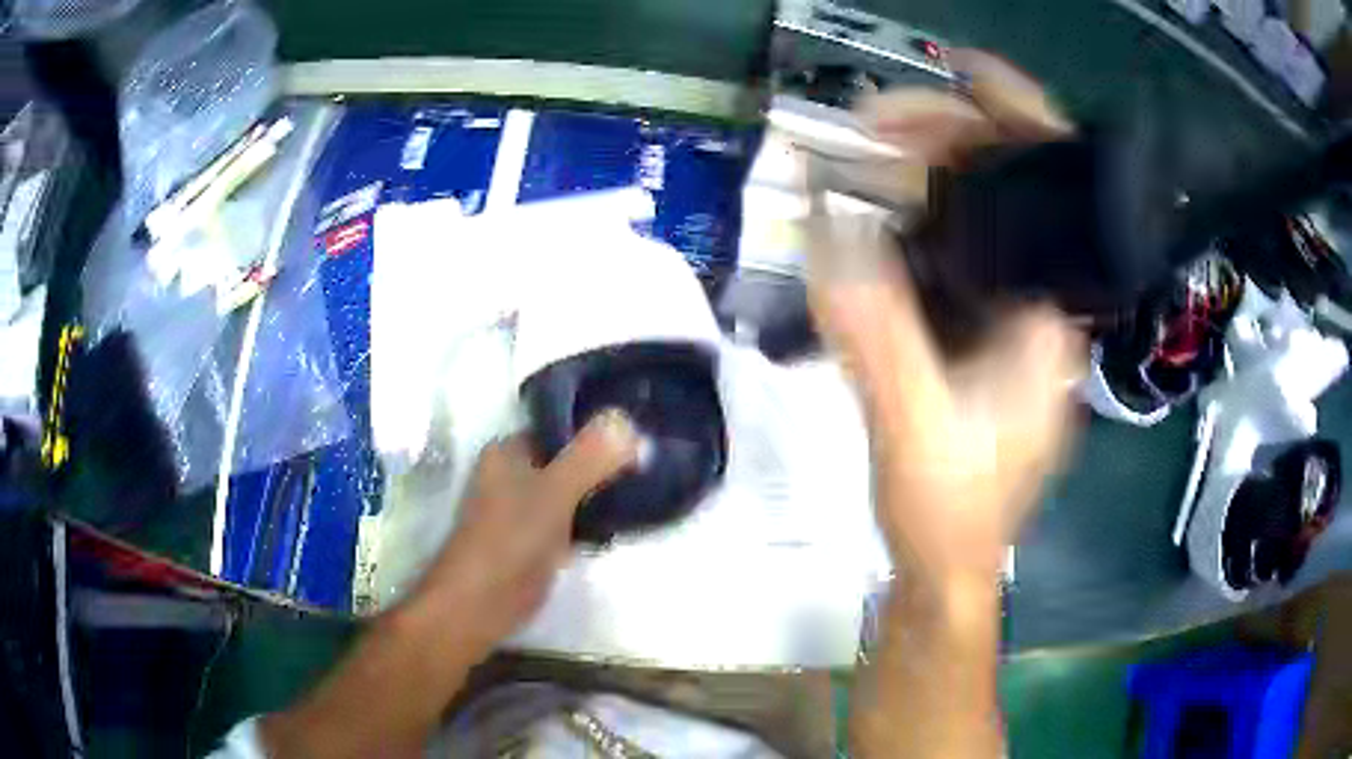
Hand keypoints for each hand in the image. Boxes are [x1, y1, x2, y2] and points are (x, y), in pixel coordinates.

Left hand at [410, 410, 638, 656]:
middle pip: (567, 459)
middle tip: (651, 461)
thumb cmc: (510, 541)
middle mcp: (512, 476)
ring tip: (648, 488)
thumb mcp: (554, 492)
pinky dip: (594, 521)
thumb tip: (624, 417)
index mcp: (507, 452)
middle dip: (604, 462)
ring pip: (571, 491)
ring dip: (601, 492)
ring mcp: (523, 512)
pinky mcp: (534, 543)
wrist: (480, 605)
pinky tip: (625, 523)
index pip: (557, 427)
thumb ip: (589, 456)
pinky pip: (571, 521)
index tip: (640, 432)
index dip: (596, 428)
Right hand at [807, 52, 1085, 590]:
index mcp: (1049, 320)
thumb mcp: (913, 424)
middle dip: (952, 142)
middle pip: (1015, 193)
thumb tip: (828, 226)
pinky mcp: (986, 337)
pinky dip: (921, 219)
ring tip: (870, 152)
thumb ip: (875, 329)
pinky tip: (882, 208)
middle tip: (875, 125)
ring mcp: (1015, 320)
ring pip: (985, 220)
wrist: (947, 566)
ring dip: (932, 175)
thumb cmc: (950, 511)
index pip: (1053, 192)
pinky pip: (960, 253)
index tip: (964, 70)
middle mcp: (1044, 307)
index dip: (1018, 118)